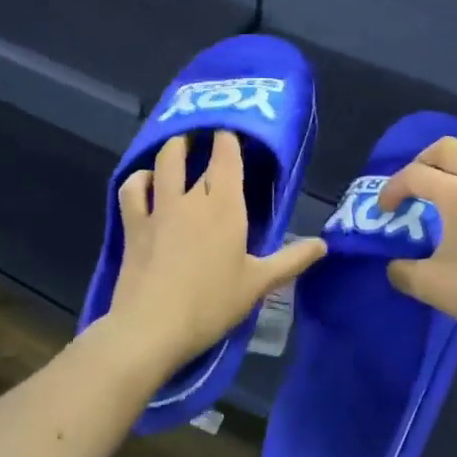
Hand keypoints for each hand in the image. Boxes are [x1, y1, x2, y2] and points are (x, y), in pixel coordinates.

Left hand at [103, 132, 325, 369]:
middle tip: (207, 134)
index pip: (227, 154)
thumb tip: (324, 245)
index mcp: (225, 205)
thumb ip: (292, 260)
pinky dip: (139, 179)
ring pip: (162, 162)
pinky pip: (132, 189)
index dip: (229, 136)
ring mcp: (158, 208)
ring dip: (171, 149)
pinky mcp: (133, 225)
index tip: (233, 129)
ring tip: (179, 146)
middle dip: (200, 137)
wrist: (152, 328)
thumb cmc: (212, 304)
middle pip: (192, 152)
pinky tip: (145, 181)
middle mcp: (191, 197)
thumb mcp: (258, 284)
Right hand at [377, 137, 456, 348]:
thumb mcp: (433, 287)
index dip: (392, 189)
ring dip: (454, 169)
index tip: (384, 211)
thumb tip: (395, 267)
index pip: (416, 174)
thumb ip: (404, 272)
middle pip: (448, 148)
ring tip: (445, 196)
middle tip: (413, 187)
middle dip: (422, 161)